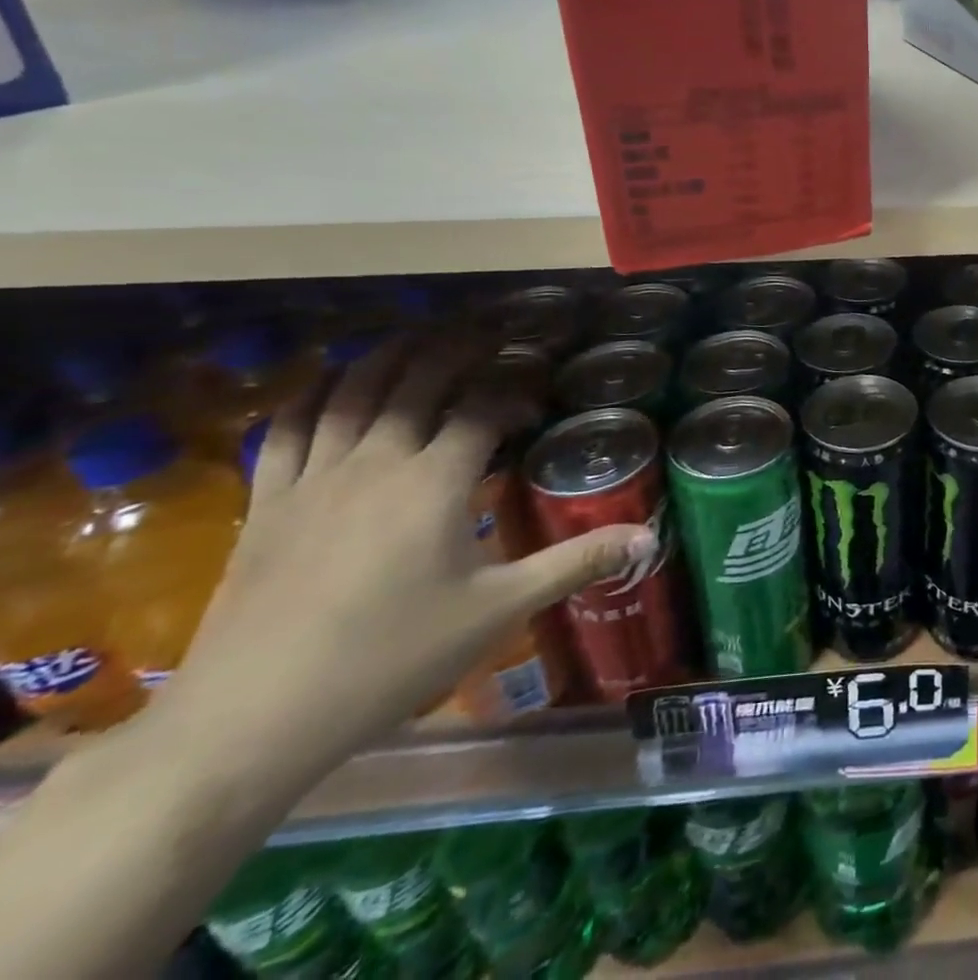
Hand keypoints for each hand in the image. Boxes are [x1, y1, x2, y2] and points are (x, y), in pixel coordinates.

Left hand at [150, 334, 652, 780]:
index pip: (482, 406)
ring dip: (390, 355)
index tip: (537, 399)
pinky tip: (333, 383)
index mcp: (435, 481)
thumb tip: (649, 536)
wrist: (252, 719)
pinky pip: (288, 428)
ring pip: (353, 391)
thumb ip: (576, 562)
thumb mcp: (499, 609)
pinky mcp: (267, 502)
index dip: (515, 390)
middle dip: (458, 348)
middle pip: (418, 380)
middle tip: (490, 332)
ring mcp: (314, 478)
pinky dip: (315, 393)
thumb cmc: (390, 658)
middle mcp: (376, 462)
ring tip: (421, 336)